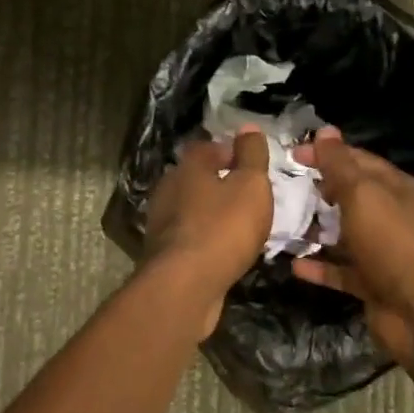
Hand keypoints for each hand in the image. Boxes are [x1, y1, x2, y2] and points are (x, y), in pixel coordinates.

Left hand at [140, 128, 272, 336]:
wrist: (185, 285)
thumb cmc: (222, 228)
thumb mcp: (250, 186)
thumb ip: (251, 156)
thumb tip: (248, 127)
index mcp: (187, 167)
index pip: (208, 148)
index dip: (230, 152)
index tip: (251, 164)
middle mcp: (168, 189)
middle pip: (197, 178)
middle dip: (220, 184)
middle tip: (249, 195)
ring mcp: (162, 222)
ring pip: (192, 209)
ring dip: (213, 213)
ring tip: (241, 225)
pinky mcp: (164, 253)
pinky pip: (190, 237)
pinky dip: (206, 239)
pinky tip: (223, 250)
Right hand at [289, 127, 413, 386]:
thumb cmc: (392, 243)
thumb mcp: (363, 195)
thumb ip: (340, 165)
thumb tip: (324, 131)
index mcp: (397, 189)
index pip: (359, 161)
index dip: (326, 153)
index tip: (291, 154)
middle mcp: (393, 217)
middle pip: (351, 197)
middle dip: (319, 191)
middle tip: (282, 188)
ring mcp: (384, 253)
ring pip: (344, 235)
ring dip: (316, 230)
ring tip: (280, 223)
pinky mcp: (373, 284)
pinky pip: (341, 271)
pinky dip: (319, 267)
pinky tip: (293, 263)